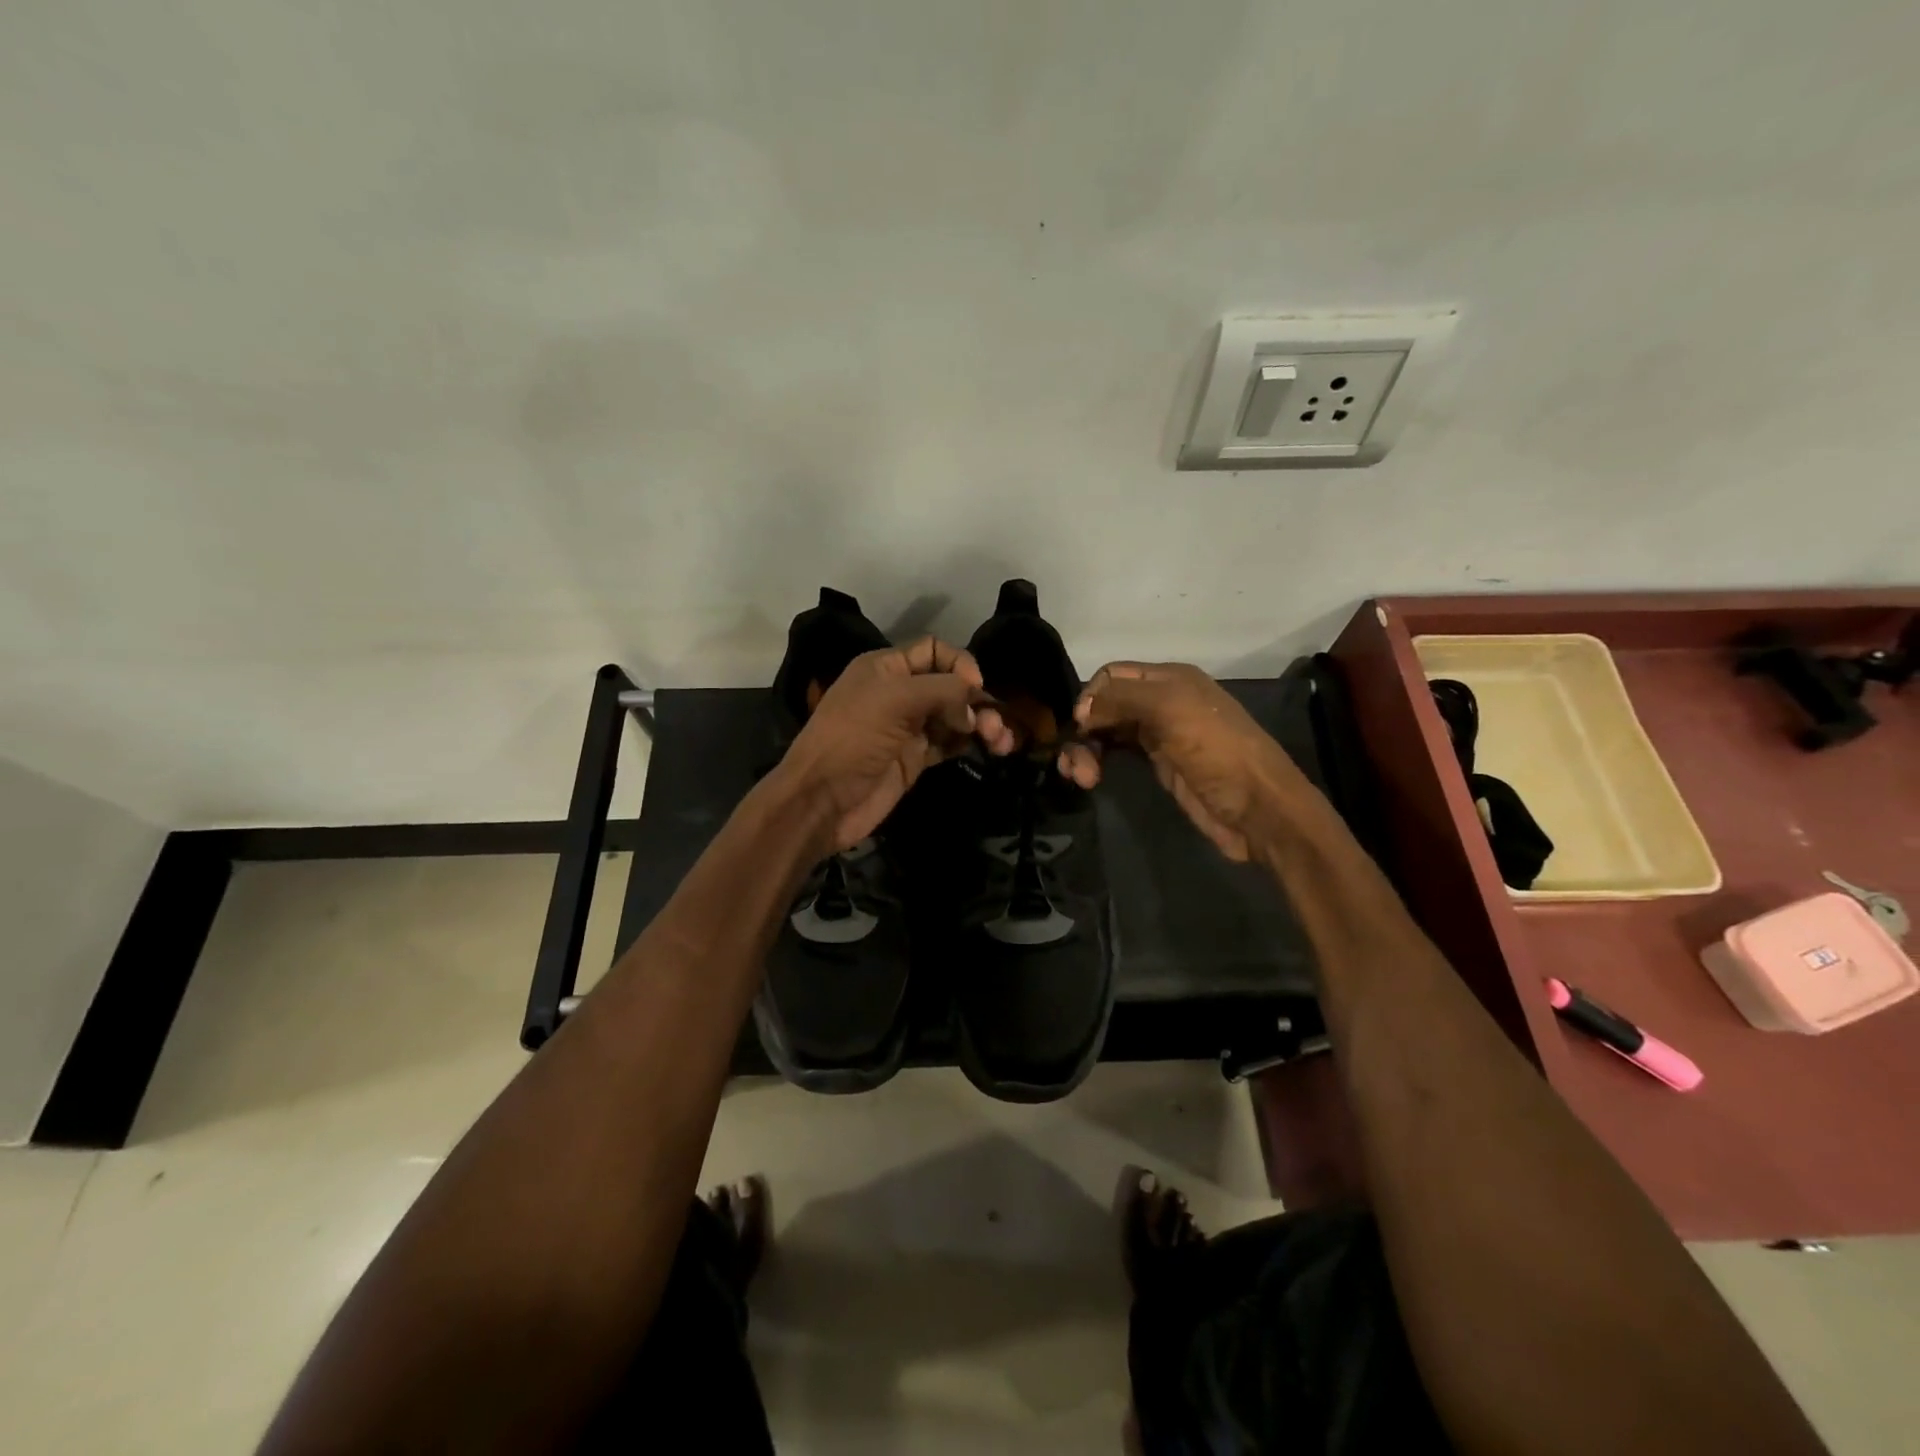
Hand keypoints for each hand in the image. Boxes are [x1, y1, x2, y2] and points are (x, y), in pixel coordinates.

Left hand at [771, 636, 1010, 854]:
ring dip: (981, 724)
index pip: (934, 650)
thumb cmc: (853, 739)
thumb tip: (974, 705)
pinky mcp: (915, 759)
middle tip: (993, 727)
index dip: (959, 663)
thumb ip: (942, 691)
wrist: (822, 801)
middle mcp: (899, 692)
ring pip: (955, 716)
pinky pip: (951, 742)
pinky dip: (972, 743)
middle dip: (977, 701)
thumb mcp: (895, 700)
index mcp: (886, 668)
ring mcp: (908, 728)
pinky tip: (991, 749)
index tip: (975, 688)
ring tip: (1001, 742)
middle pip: (950, 685)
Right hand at [1059, 661, 1309, 860]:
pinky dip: (1098, 761)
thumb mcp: (1171, 709)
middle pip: (1106, 703)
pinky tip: (1089, 777)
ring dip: (1085, 749)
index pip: (1113, 674)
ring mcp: (1160, 734)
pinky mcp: (1159, 765)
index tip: (1080, 727)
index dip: (1091, 696)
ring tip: (1080, 777)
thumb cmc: (1217, 751)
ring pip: (1108, 731)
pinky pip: (1117, 754)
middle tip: (1074, 764)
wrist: (1258, 808)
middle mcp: (1162, 701)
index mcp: (1169, 678)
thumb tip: (1080, 709)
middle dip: (1084, 728)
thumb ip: (1122, 698)